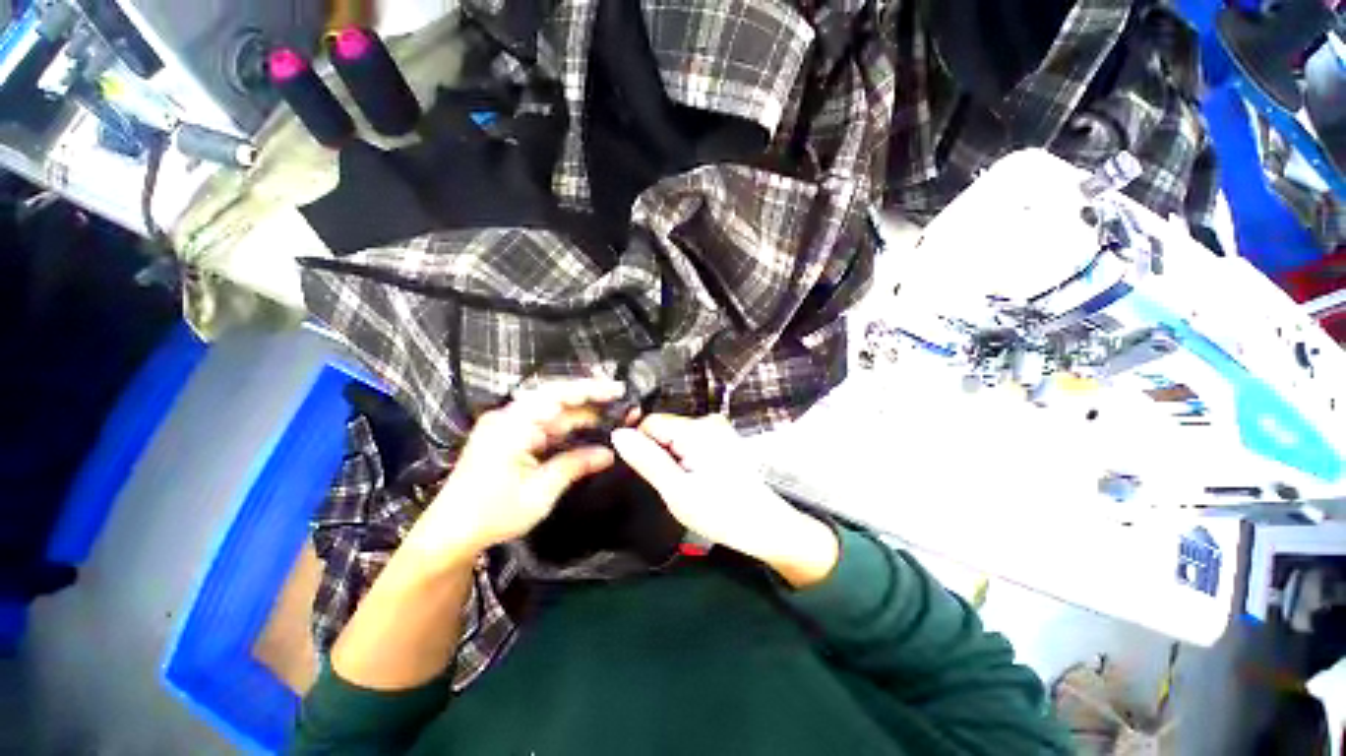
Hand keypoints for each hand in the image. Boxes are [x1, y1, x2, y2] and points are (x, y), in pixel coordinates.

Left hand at [401, 379, 623, 567]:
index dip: (590, 389)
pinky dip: (569, 427)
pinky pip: (546, 425)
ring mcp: (509, 426)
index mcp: (512, 424)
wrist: (450, 533)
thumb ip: (576, 465)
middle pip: (557, 399)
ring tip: (613, 415)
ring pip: (554, 412)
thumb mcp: (540, 492)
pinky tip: (589, 429)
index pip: (557, 395)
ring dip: (583, 414)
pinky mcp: (511, 437)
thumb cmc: (492, 513)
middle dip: (591, 399)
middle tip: (623, 402)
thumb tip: (609, 453)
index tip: (618, 390)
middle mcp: (509, 417)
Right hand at [612, 414, 838, 587]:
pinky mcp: (723, 439)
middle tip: (674, 485)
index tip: (653, 474)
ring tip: (688, 485)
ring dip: (674, 459)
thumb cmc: (722, 513)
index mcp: (697, 429)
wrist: (767, 527)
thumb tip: (617, 434)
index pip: (650, 422)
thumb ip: (647, 460)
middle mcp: (708, 421)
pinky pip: (691, 442)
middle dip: (660, 455)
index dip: (643, 447)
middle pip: (664, 429)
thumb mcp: (676, 491)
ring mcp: (718, 429)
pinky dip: (687, 459)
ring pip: (676, 437)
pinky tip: (700, 480)